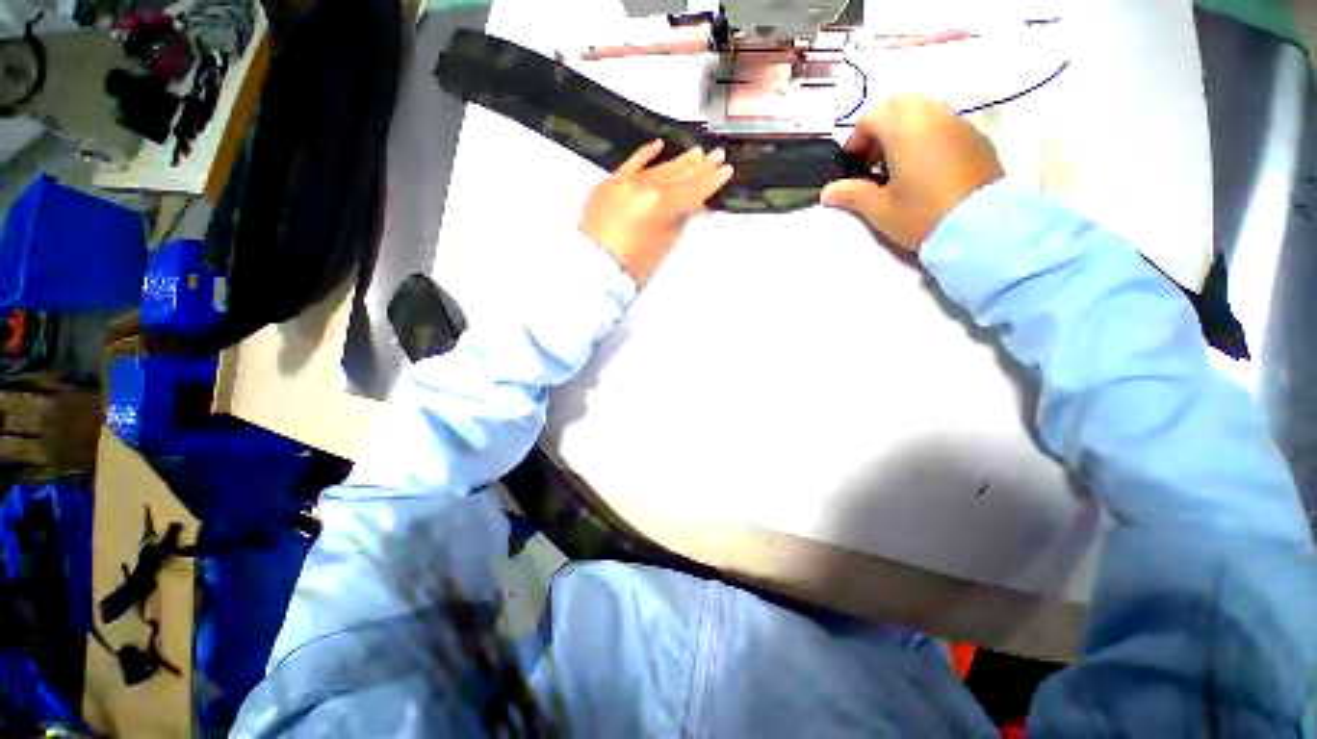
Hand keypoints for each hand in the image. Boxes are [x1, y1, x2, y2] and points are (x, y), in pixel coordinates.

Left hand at [580, 140, 733, 284]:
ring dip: (679, 161)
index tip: (726, 170)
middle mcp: (644, 187)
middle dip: (699, 166)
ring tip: (698, 152)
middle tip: (717, 155)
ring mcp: (624, 182)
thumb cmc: (633, 265)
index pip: (691, 191)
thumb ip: (679, 220)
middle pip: (677, 176)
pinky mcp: (608, 184)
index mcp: (660, 205)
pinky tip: (659, 144)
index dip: (710, 182)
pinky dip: (644, 155)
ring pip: (657, 168)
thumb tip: (691, 204)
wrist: (593, 268)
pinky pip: (629, 164)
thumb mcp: (663, 246)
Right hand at [821, 95, 1003, 251]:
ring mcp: (958, 123)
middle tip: (874, 160)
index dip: (857, 138)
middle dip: (880, 127)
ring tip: (898, 164)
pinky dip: (927, 134)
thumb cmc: (921, 215)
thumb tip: (827, 192)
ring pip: (924, 109)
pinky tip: (924, 167)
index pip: (872, 115)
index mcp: (905, 129)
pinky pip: (943, 122)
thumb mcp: (879, 209)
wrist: (980, 227)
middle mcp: (932, 115)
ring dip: (904, 128)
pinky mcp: (975, 137)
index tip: (853, 165)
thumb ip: (851, 194)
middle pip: (899, 104)